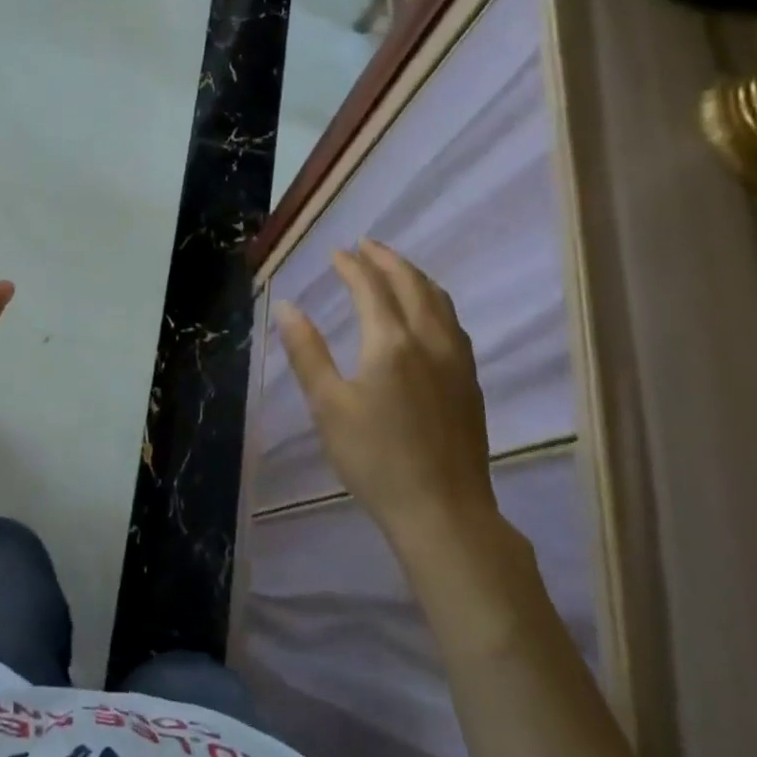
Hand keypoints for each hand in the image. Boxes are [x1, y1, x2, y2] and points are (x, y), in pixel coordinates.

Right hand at [274, 241, 494, 542]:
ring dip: (414, 276)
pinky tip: (428, 312)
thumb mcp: (328, 406)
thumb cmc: (375, 459)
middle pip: (411, 283)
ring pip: (439, 300)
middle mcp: (429, 340)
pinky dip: (434, 301)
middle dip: (387, 259)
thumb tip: (287, 306)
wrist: (443, 511)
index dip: (351, 265)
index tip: (335, 253)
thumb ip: (307, 351)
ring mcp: (456, 360)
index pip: (370, 286)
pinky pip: (453, 322)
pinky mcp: (469, 381)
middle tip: (365, 245)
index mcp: (390, 342)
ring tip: (395, 268)